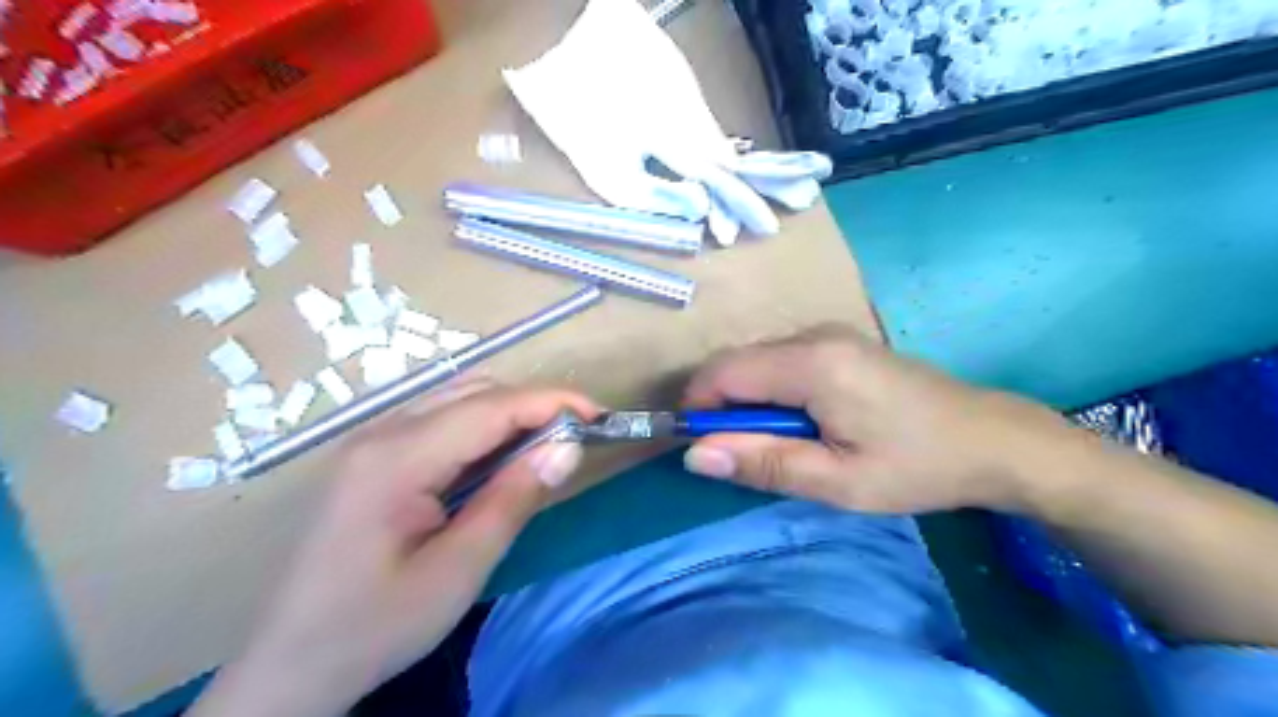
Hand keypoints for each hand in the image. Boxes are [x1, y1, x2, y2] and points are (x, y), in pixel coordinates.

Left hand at [193, 383, 600, 713]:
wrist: (289, 665)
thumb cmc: (374, 626)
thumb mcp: (458, 570)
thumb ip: (514, 499)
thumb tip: (568, 447)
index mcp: (397, 458)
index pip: (491, 407)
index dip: (552, 402)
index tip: (599, 417)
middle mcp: (381, 432)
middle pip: (474, 392)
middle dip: (534, 405)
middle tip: (577, 439)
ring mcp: (372, 440)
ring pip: (457, 399)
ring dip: (510, 413)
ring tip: (547, 446)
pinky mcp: (373, 455)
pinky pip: (440, 420)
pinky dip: (483, 427)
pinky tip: (500, 457)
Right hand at [677, 325, 1070, 513]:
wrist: (991, 439)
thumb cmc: (917, 466)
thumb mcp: (838, 481)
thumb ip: (763, 464)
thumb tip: (695, 455)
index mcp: (812, 363)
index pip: (724, 372)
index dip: (699, 405)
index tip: (701, 447)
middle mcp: (814, 335)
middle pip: (738, 363)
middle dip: (724, 407)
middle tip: (746, 457)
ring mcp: (829, 333)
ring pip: (758, 361)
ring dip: (749, 402)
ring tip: (779, 445)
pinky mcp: (839, 342)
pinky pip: (782, 361)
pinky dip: (772, 392)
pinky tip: (802, 423)